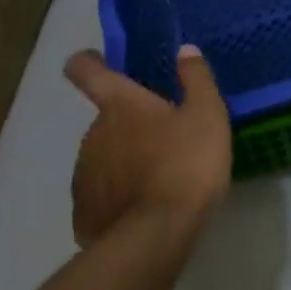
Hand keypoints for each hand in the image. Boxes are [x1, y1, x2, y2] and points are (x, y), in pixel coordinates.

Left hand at [64, 45, 232, 248]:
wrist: (155, 239)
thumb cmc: (185, 165)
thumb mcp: (207, 115)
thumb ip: (196, 78)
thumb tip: (186, 50)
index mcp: (119, 105)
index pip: (86, 70)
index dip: (87, 62)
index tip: (96, 61)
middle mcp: (92, 133)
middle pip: (106, 119)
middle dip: (129, 125)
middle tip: (164, 140)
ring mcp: (83, 175)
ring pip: (103, 157)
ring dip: (123, 161)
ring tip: (158, 179)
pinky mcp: (83, 214)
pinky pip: (101, 194)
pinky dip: (117, 197)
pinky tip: (143, 210)